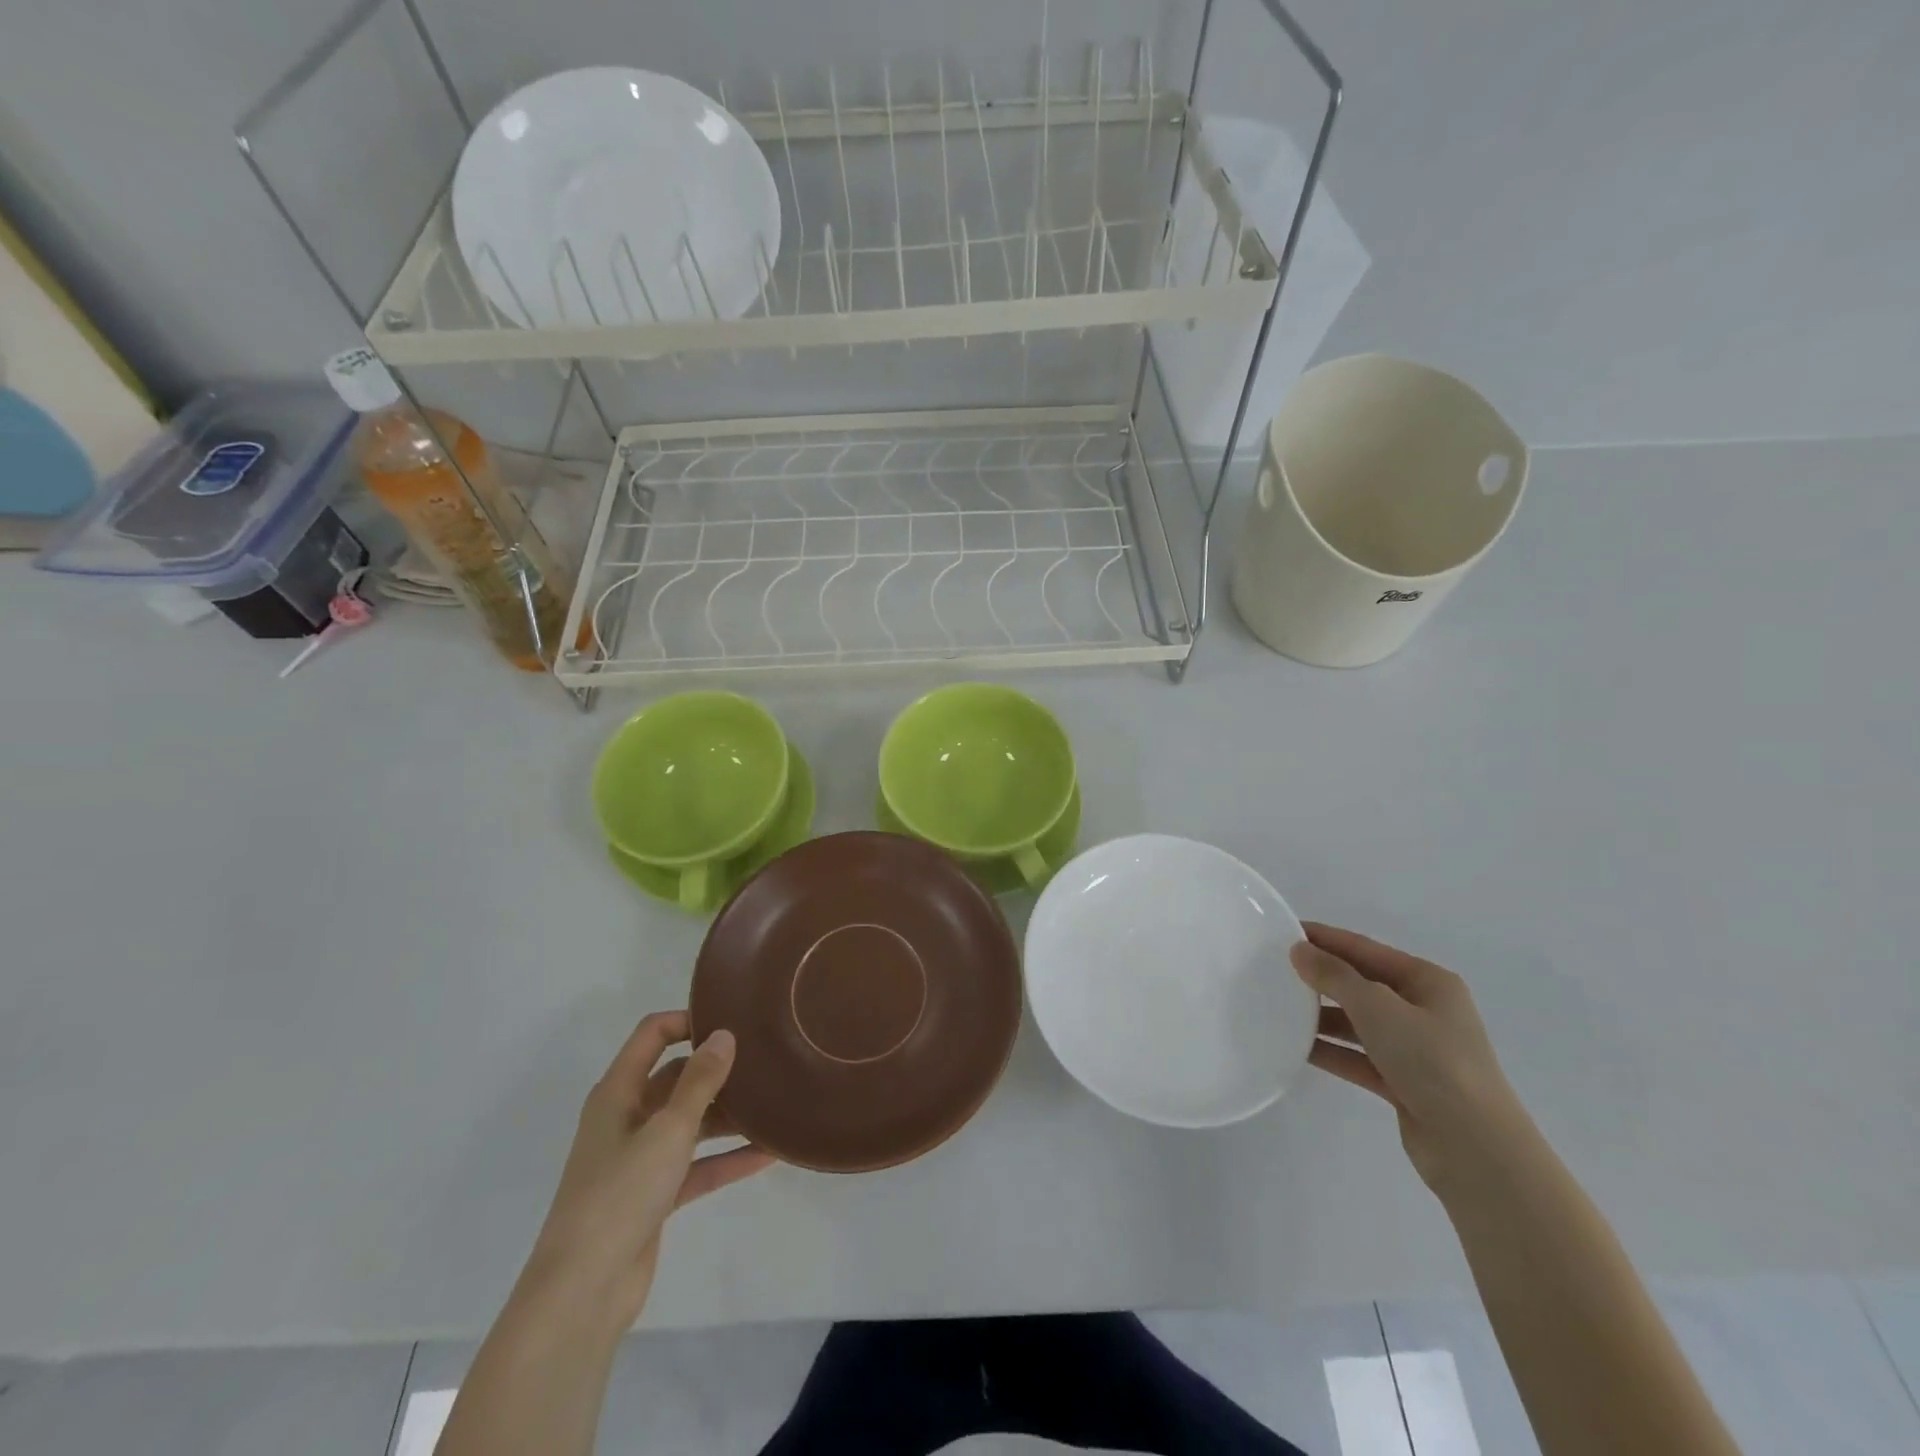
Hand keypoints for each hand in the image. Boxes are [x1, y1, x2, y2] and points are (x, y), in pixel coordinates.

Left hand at [516, 1012, 773, 1336]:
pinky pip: (698, 1164)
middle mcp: (627, 1118)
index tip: (732, 1020)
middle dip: (717, 1069)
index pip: (652, 1035)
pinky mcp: (654, 1195)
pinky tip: (769, 1153)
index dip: (688, 1020)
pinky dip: (727, 1158)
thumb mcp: (668, 1130)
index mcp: (619, 1092)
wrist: (581, 1294)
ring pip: (691, 1121)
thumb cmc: (620, 1195)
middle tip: (765, 1059)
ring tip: (776, 1102)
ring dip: (728, 1116)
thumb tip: (724, 1034)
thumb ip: (700, 1081)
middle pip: (677, 1077)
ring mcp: (640, 1158)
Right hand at [1291, 922, 1530, 1193]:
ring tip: (1278, 1008)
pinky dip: (1332, 1051)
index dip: (1325, 938)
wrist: (1475, 1149)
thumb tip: (1299, 950)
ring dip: (1322, 1017)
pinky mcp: (1405, 1084)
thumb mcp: (1377, 1007)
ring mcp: (1416, 1050)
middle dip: (1321, 977)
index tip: (1283, 930)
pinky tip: (1297, 1048)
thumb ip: (1335, 976)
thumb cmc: (1431, 1061)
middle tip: (1274, 969)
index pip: (1366, 949)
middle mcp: (1425, 1011)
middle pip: (1362, 984)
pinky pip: (1359, 1057)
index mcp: (1429, 982)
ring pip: (1359, 1022)